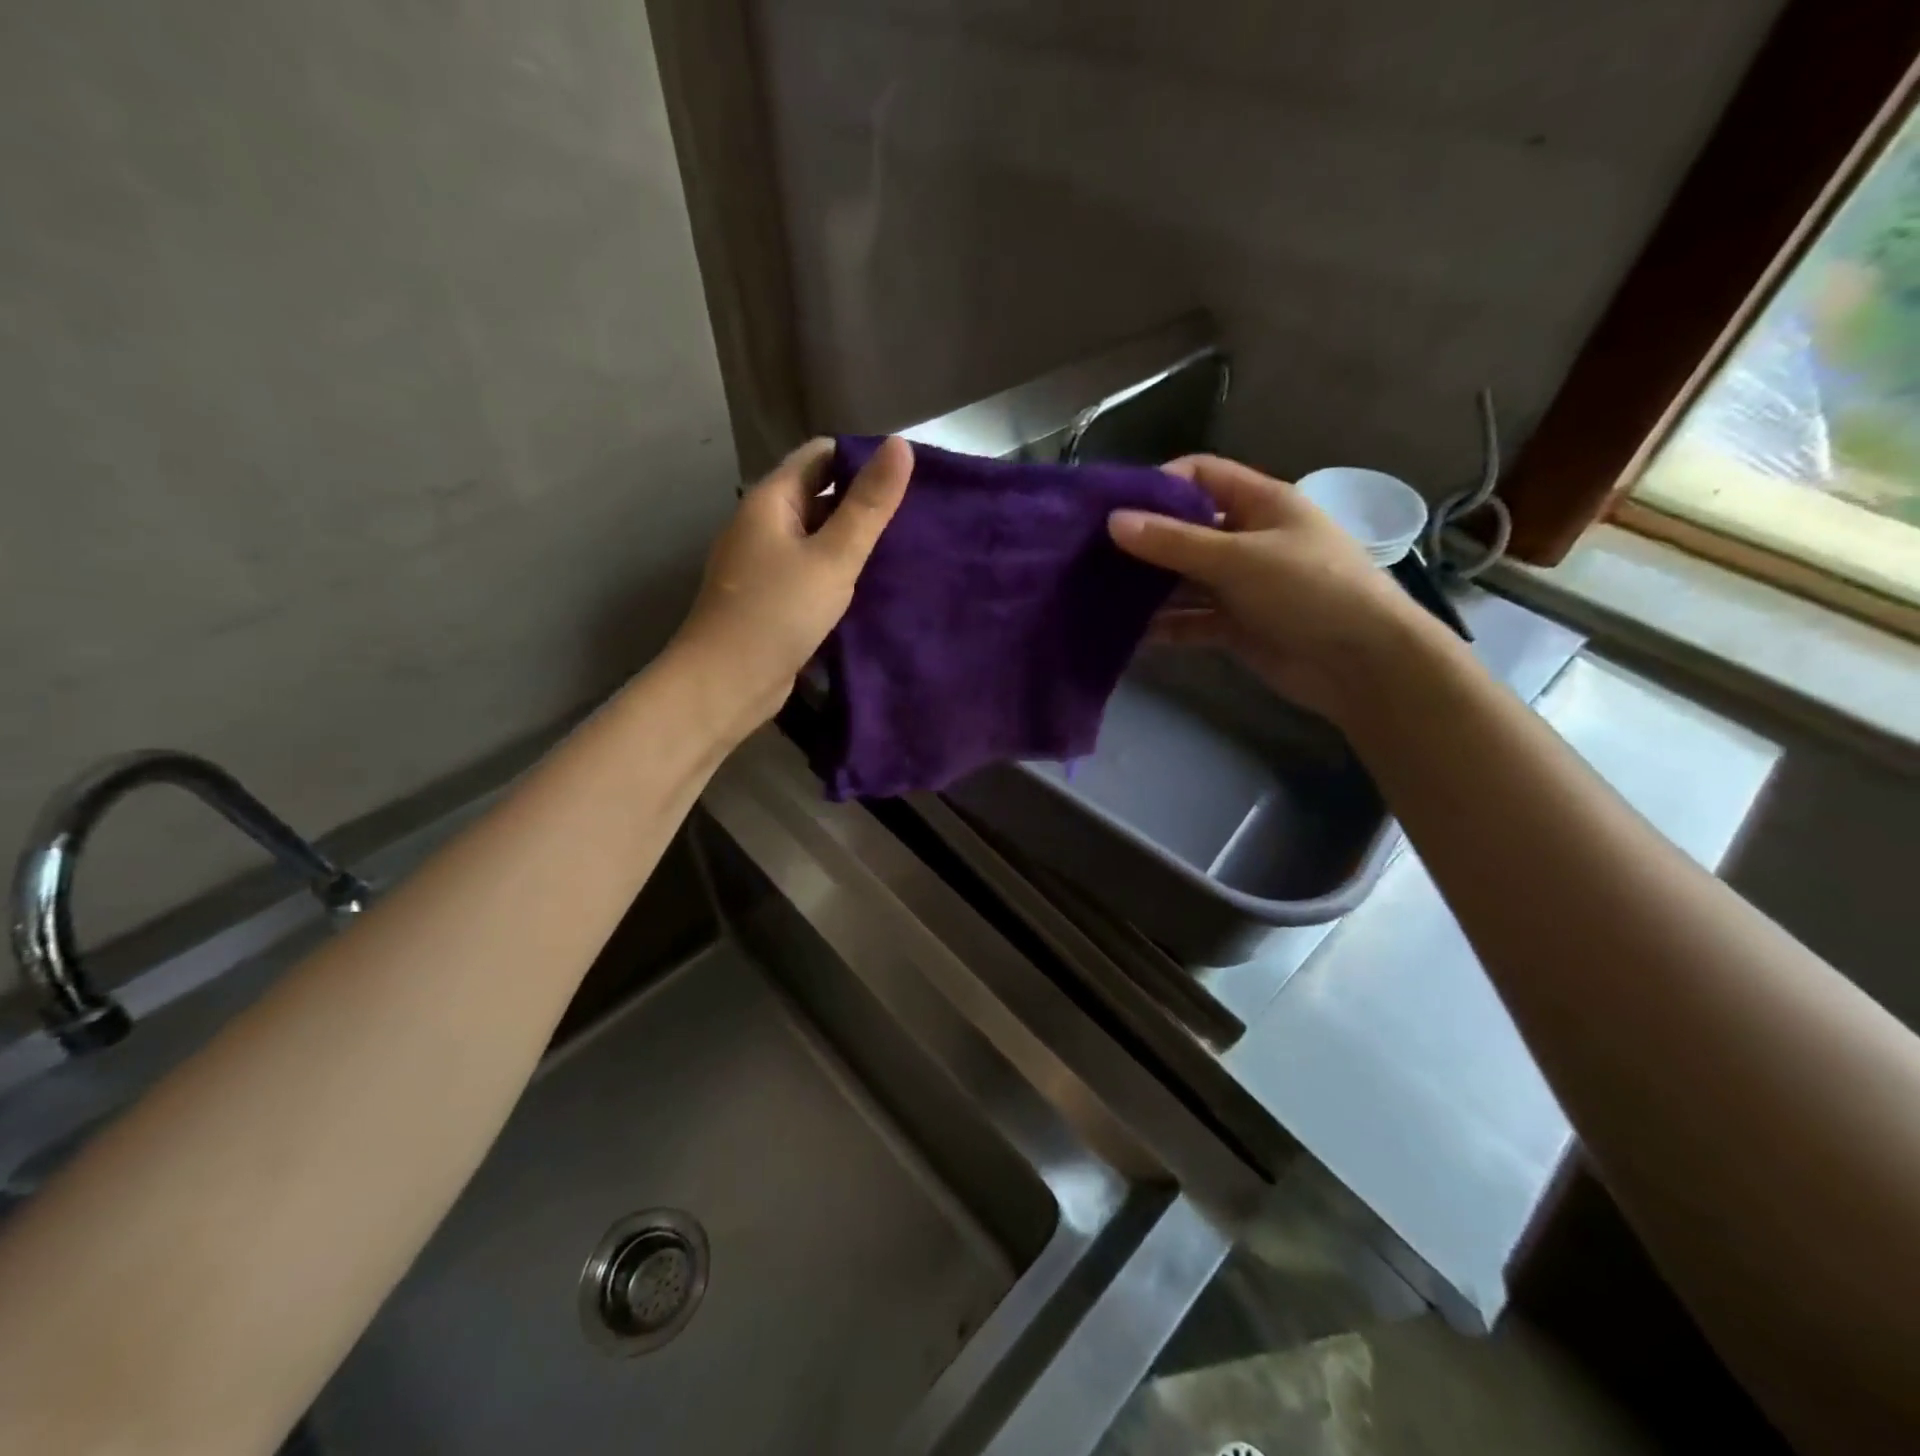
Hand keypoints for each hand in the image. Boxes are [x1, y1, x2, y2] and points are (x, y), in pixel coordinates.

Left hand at [673, 435, 912, 728]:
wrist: (725, 683)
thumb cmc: (778, 613)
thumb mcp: (833, 556)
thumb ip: (869, 505)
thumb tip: (900, 444)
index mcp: (771, 500)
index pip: (821, 456)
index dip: (863, 459)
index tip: (908, 478)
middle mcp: (763, 525)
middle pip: (819, 496)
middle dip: (862, 502)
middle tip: (916, 515)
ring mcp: (764, 564)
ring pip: (816, 538)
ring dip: (852, 541)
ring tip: (903, 548)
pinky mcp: (771, 598)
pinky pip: (810, 571)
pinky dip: (837, 572)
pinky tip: (871, 585)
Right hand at [1108, 454, 1437, 727]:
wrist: (1362, 663)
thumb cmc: (1308, 590)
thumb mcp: (1238, 558)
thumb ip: (1174, 542)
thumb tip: (1113, 521)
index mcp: (1260, 503)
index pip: (1201, 476)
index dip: (1158, 484)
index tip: (1113, 506)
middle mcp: (1247, 539)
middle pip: (1186, 530)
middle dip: (1143, 541)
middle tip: (1091, 555)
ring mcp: (1241, 585)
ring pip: (1184, 579)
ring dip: (1148, 588)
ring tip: (1098, 594)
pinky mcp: (1236, 626)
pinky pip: (1190, 620)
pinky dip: (1164, 626)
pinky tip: (1127, 634)